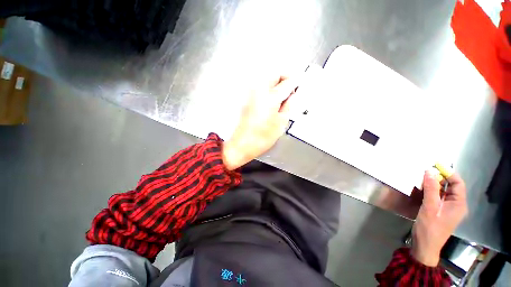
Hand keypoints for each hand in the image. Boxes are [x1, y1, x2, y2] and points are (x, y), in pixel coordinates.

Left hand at [222, 75, 298, 169]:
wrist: (243, 144)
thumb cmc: (261, 138)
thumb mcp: (281, 123)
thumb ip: (289, 106)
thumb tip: (293, 96)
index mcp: (270, 97)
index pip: (287, 82)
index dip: (296, 81)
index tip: (301, 82)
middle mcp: (259, 91)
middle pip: (274, 73)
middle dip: (285, 76)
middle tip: (291, 87)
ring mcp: (251, 94)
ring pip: (267, 78)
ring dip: (277, 82)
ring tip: (283, 95)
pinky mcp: (247, 99)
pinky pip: (260, 87)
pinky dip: (269, 88)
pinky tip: (273, 99)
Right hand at [412, 171, 467, 265]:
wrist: (425, 245)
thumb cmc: (430, 227)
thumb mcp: (430, 207)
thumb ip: (431, 189)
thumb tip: (429, 171)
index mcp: (459, 204)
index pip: (458, 183)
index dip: (448, 173)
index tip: (435, 165)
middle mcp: (456, 204)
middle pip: (451, 186)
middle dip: (440, 177)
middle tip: (425, 171)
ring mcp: (448, 208)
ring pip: (443, 191)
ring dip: (434, 183)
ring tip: (421, 177)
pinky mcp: (440, 211)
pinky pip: (438, 196)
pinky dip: (431, 190)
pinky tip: (421, 188)